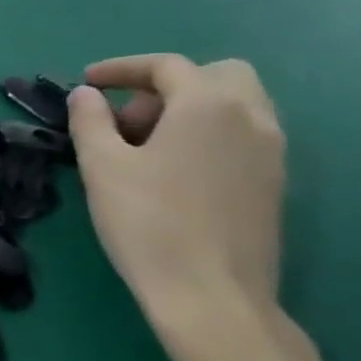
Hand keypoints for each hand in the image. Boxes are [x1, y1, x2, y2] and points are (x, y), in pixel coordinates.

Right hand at [67, 53, 285, 340]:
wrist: (211, 294)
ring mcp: (272, 152)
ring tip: (145, 147)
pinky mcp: (274, 183)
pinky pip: (242, 136)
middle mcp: (251, 118)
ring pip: (235, 105)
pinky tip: (172, 171)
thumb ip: (90, 120)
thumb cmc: (148, 222)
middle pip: (216, 75)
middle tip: (127, 119)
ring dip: (189, 109)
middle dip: (167, 85)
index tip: (88, 83)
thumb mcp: (101, 166)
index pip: (167, 66)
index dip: (122, 69)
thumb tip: (87, 95)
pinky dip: (207, 134)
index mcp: (209, 105)